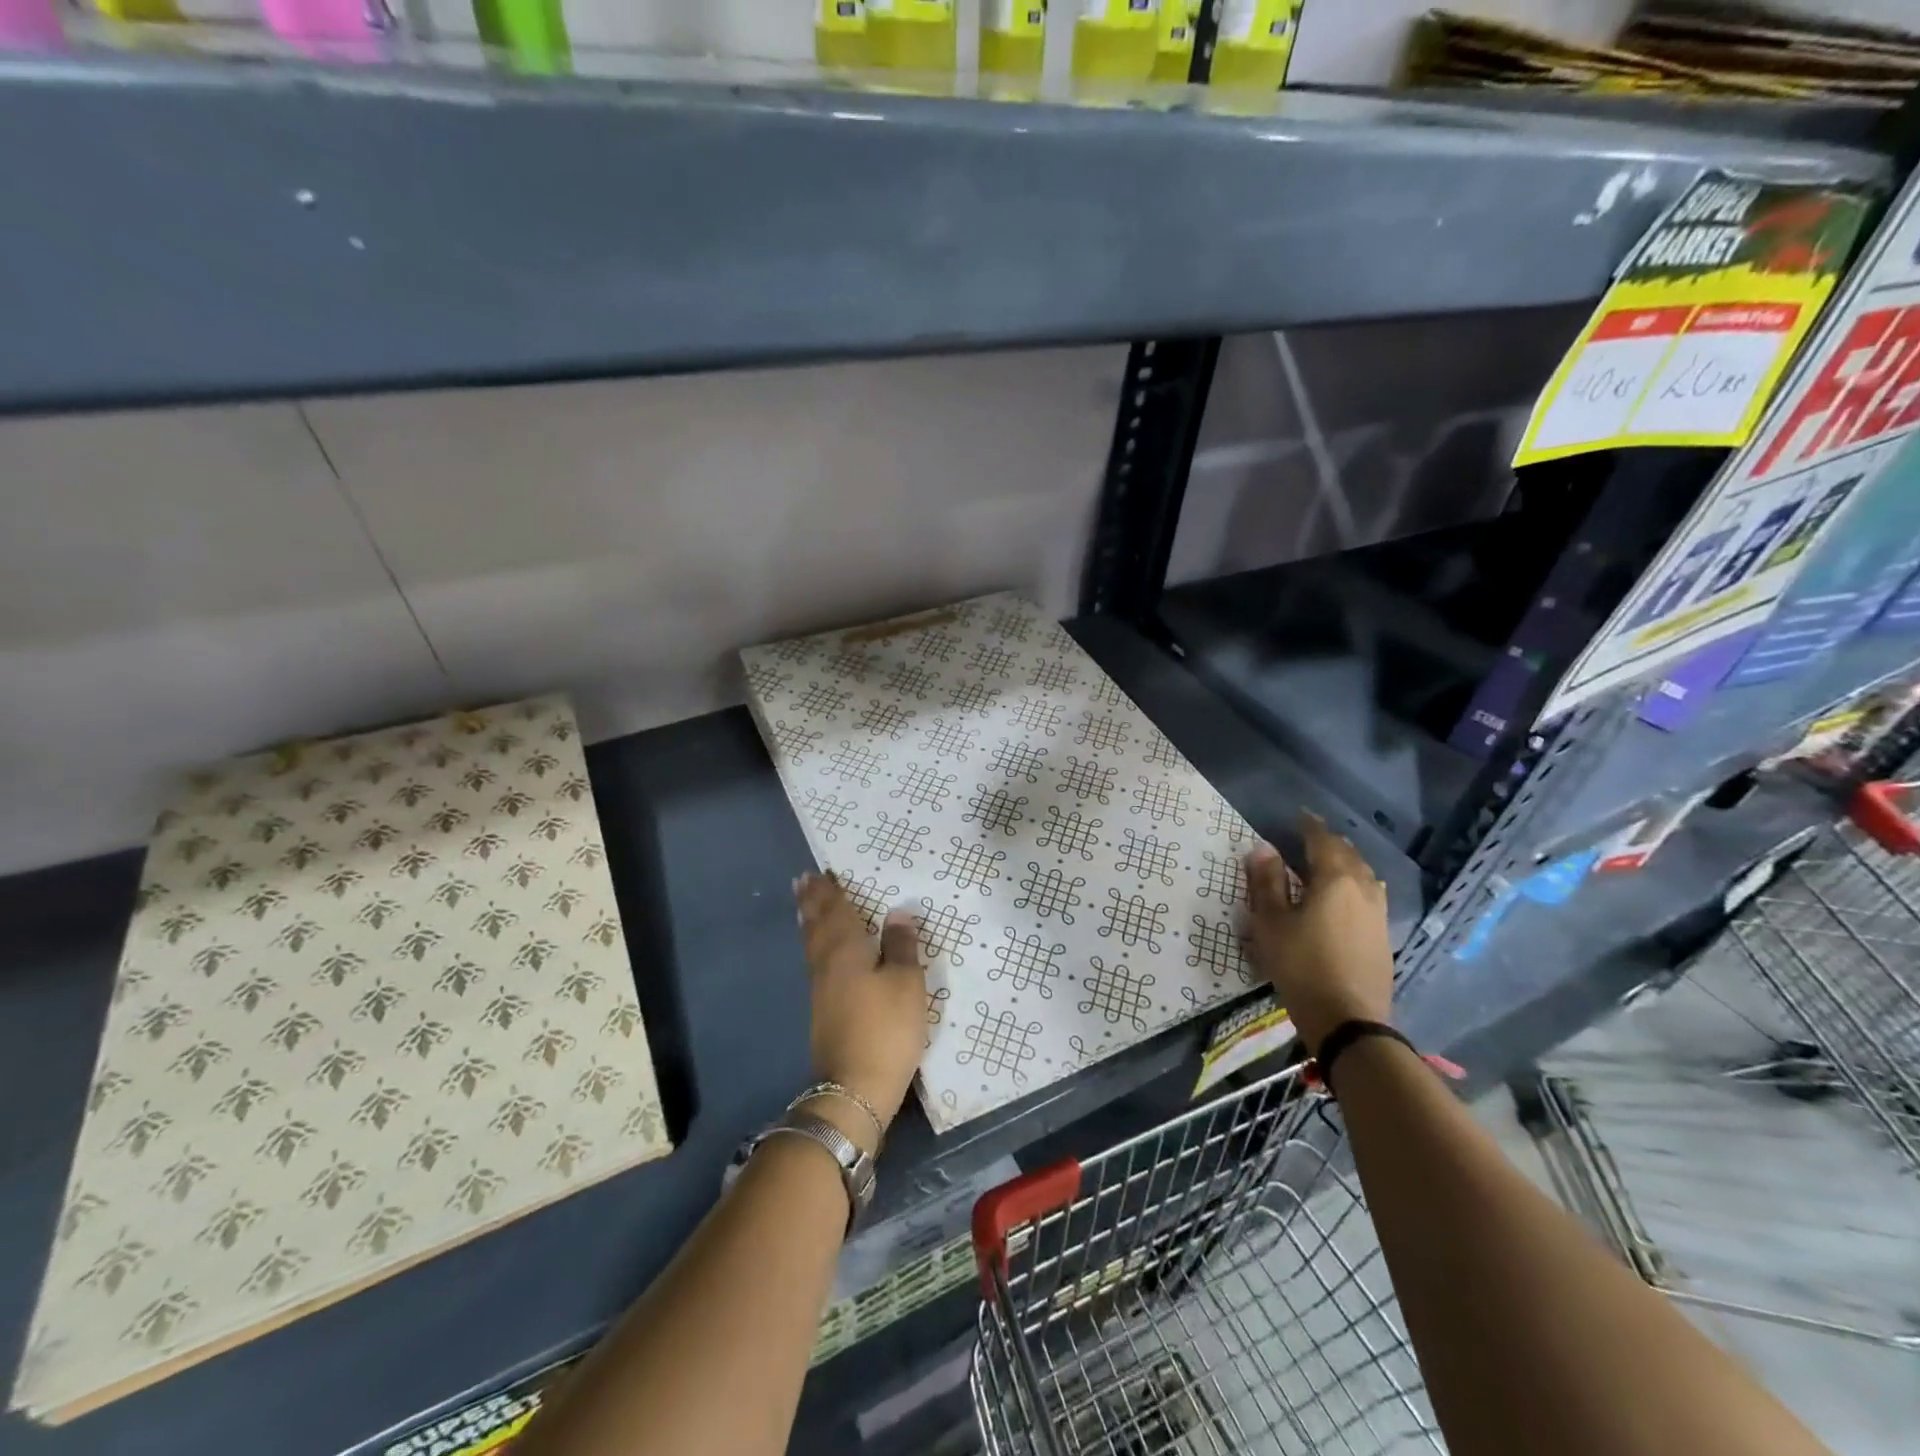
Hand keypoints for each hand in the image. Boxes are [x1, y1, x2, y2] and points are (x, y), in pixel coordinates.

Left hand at [796, 873, 927, 1137]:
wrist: (854, 1088)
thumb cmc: (887, 1028)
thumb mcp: (907, 983)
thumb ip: (902, 945)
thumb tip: (897, 912)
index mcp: (847, 949)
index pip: (836, 910)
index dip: (828, 891)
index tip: (818, 872)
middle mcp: (827, 963)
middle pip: (817, 924)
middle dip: (812, 901)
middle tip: (802, 880)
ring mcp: (821, 989)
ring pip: (812, 944)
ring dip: (809, 921)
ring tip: (805, 906)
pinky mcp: (822, 1011)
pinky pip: (815, 962)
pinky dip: (814, 944)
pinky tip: (820, 952)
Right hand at [1243, 814, 1393, 1054]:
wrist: (1348, 1019)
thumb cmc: (1301, 965)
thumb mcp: (1271, 923)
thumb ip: (1267, 882)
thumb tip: (1263, 848)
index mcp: (1335, 879)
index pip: (1322, 840)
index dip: (1310, 826)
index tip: (1299, 815)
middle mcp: (1363, 888)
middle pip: (1348, 854)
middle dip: (1329, 842)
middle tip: (1309, 838)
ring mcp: (1378, 913)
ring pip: (1363, 875)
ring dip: (1345, 863)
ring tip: (1327, 863)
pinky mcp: (1383, 936)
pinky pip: (1370, 895)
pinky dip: (1355, 884)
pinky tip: (1346, 897)